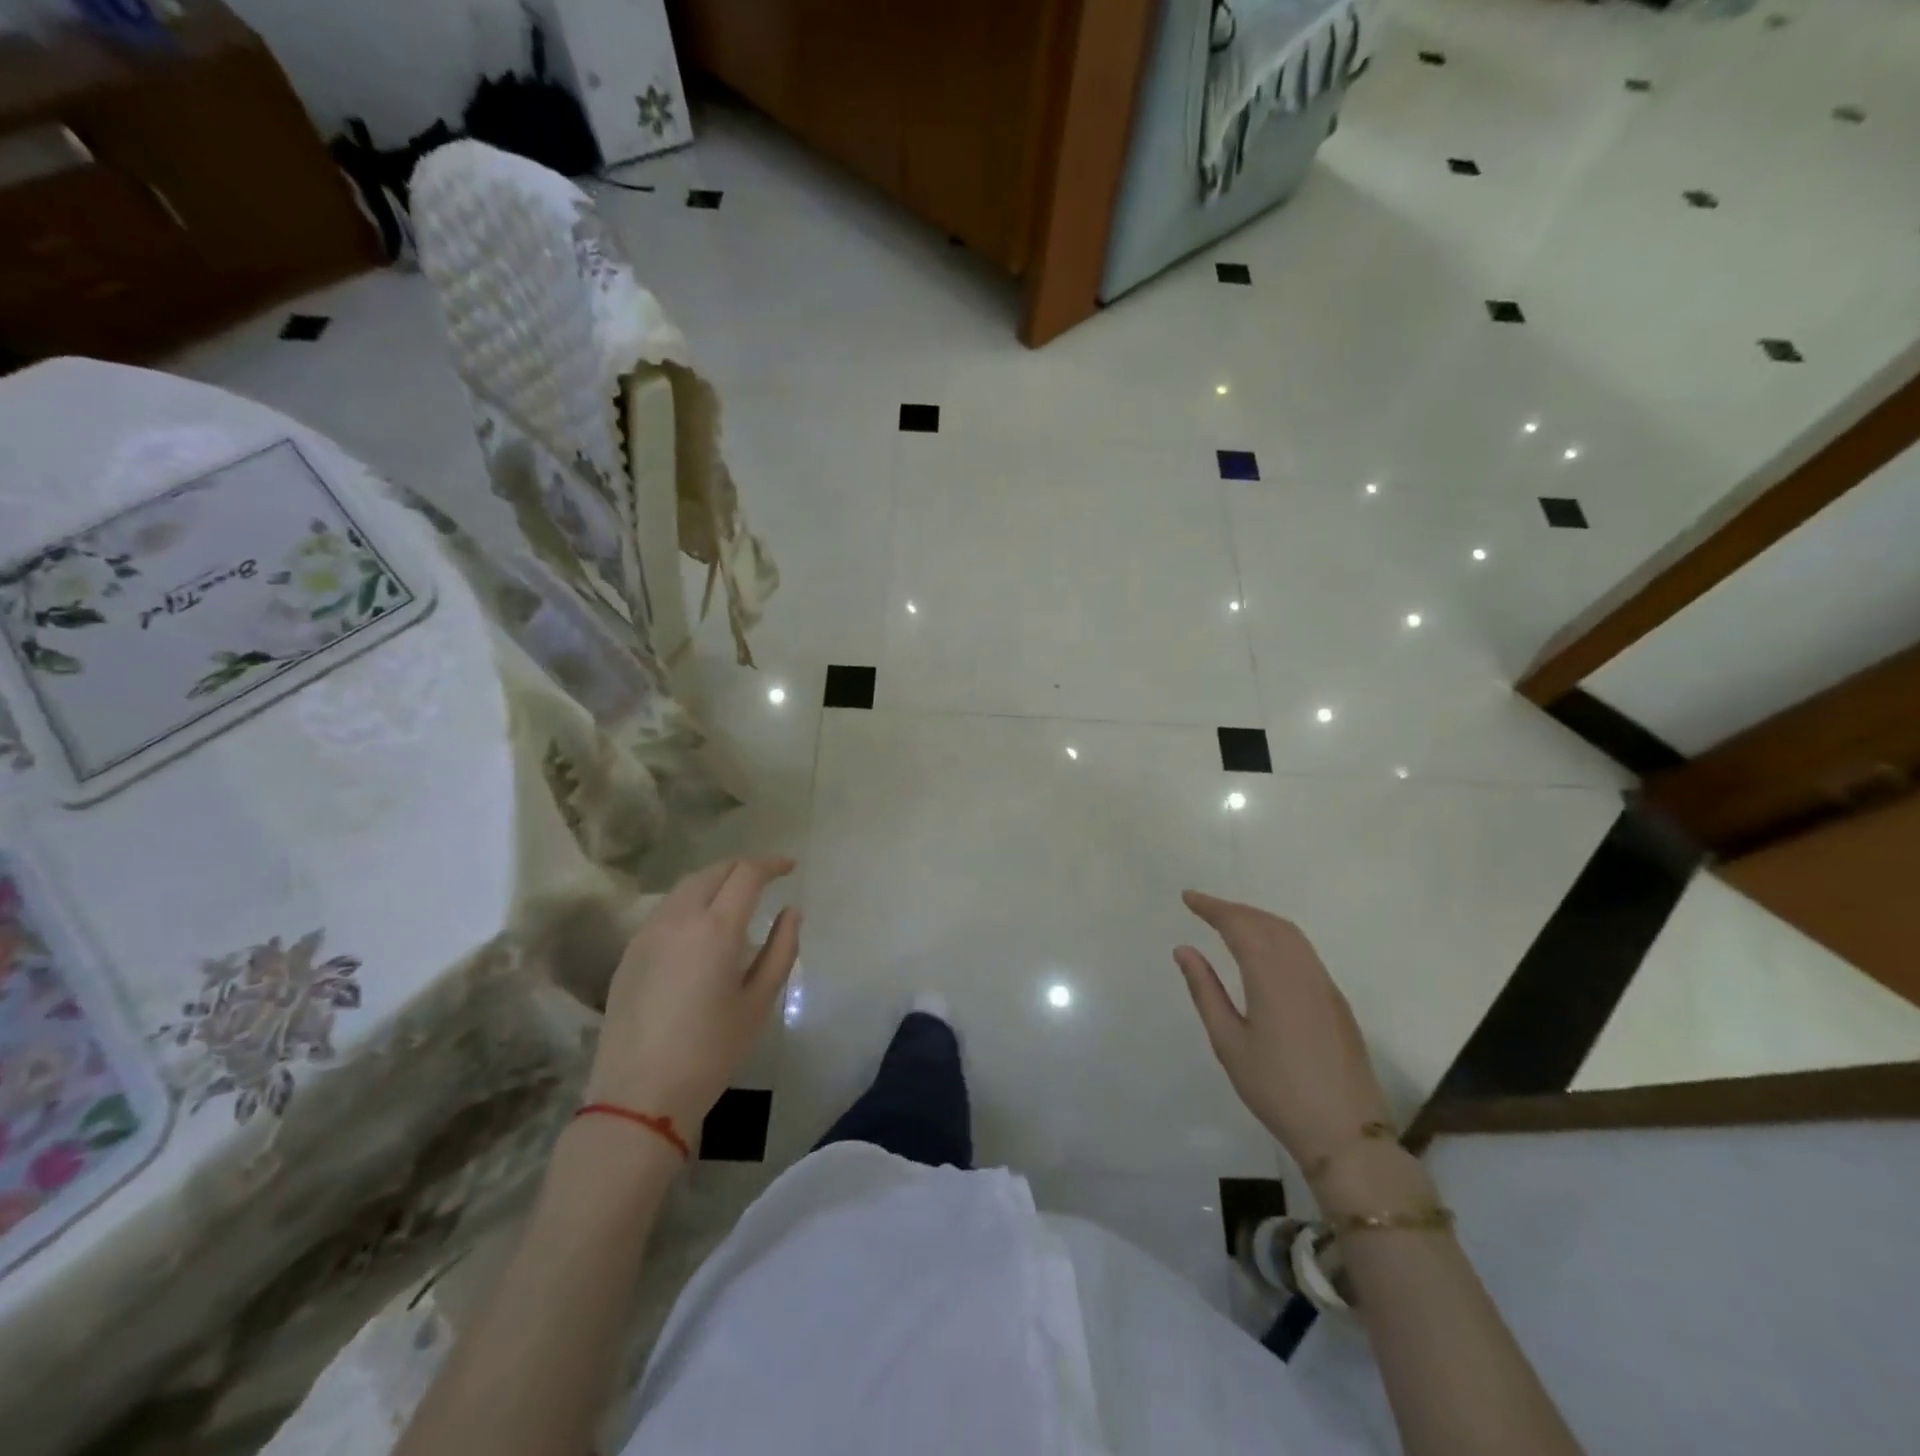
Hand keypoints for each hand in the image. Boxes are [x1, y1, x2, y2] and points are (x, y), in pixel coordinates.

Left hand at [585, 857, 800, 1129]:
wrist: (640, 1095)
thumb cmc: (711, 1051)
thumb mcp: (759, 1001)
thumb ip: (781, 948)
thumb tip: (791, 911)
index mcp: (716, 928)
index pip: (746, 874)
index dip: (771, 864)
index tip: (790, 868)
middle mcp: (679, 918)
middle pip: (714, 871)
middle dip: (743, 866)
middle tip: (766, 877)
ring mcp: (648, 932)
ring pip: (686, 886)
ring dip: (715, 880)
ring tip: (736, 896)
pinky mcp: (630, 951)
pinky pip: (666, 909)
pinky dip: (691, 901)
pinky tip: (701, 924)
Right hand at [1175, 890, 1392, 1171]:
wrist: (1346, 1133)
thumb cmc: (1277, 1090)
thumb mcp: (1229, 1043)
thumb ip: (1205, 991)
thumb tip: (1184, 950)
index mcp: (1272, 978)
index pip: (1239, 926)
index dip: (1212, 908)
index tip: (1188, 897)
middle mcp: (1301, 971)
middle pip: (1266, 923)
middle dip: (1234, 909)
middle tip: (1203, 908)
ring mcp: (1324, 984)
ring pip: (1289, 934)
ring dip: (1257, 919)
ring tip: (1229, 922)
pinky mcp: (1335, 999)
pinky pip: (1303, 950)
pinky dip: (1277, 935)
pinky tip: (1264, 948)